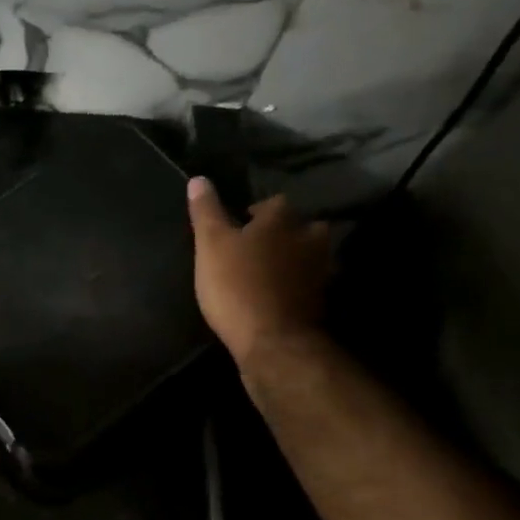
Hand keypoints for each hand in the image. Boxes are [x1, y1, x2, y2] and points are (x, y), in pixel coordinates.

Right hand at [187, 177, 330, 365]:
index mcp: (283, 219)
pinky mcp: (320, 302)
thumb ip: (206, 211)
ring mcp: (320, 272)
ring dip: (293, 260)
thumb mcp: (210, 245)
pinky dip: (296, 286)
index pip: (273, 202)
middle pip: (300, 226)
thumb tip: (198, 178)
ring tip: (268, 271)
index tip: (237, 225)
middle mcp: (309, 238)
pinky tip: (279, 296)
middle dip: (283, 233)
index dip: (254, 212)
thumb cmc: (236, 286)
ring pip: (308, 256)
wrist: (273, 341)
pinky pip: (308, 285)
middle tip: (257, 247)